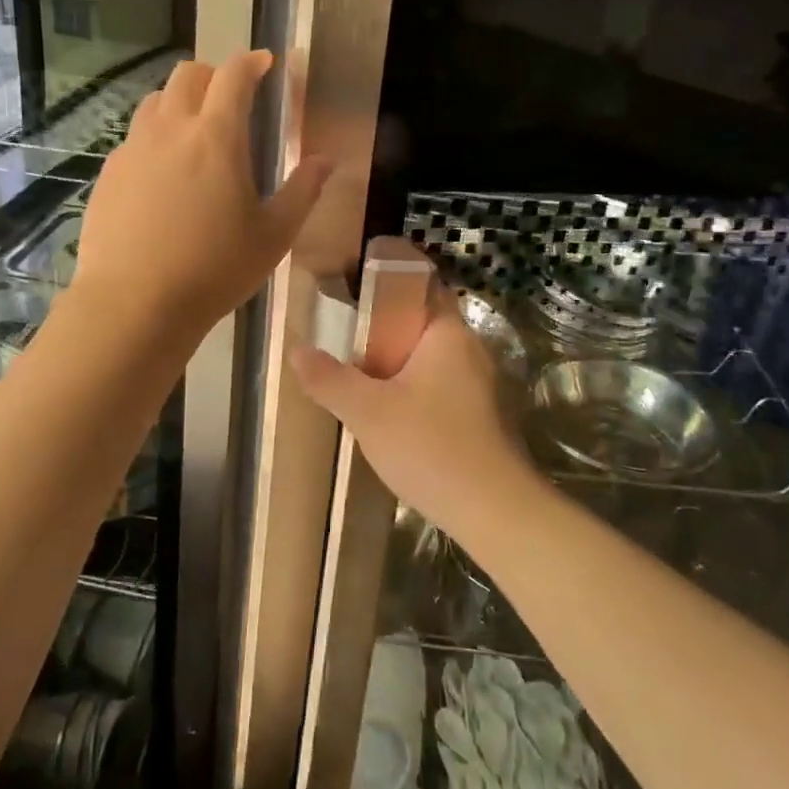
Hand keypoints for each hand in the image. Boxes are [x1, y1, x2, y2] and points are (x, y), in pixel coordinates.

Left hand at [74, 50, 330, 337]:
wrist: (134, 303)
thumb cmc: (214, 269)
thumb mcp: (273, 235)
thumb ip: (303, 191)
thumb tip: (326, 160)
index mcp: (216, 136)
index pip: (234, 75)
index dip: (251, 62)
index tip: (265, 63)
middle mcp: (170, 129)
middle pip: (188, 74)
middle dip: (213, 75)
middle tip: (230, 98)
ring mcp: (132, 149)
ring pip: (156, 102)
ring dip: (180, 102)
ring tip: (195, 132)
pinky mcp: (109, 173)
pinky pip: (134, 138)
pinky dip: (154, 137)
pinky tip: (162, 174)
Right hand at [292, 283, 540, 538]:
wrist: (492, 509)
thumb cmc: (430, 446)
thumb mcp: (367, 412)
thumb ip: (329, 378)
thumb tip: (297, 350)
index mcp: (448, 333)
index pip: (421, 283)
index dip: (388, 279)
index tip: (353, 284)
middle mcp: (469, 348)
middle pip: (422, 321)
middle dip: (384, 325)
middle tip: (345, 334)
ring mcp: (478, 383)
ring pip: (430, 356)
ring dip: (397, 360)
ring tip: (358, 372)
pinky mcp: (479, 413)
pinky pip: (439, 383)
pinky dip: (413, 385)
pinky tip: (388, 409)